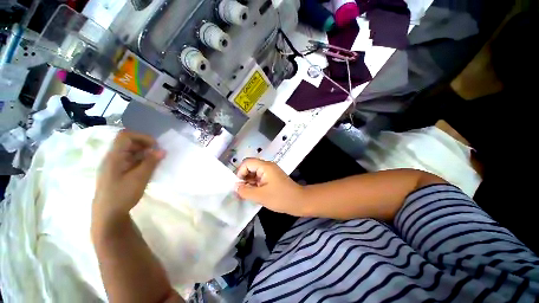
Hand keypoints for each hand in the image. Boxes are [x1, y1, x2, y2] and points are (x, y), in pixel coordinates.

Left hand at [93, 130, 164, 218]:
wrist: (108, 214)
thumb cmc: (122, 195)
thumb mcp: (140, 178)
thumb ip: (151, 162)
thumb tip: (162, 150)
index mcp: (114, 156)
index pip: (126, 136)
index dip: (142, 137)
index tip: (155, 145)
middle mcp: (113, 158)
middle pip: (128, 142)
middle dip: (145, 145)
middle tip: (157, 154)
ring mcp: (115, 165)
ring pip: (130, 152)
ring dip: (144, 154)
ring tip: (155, 162)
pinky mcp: (118, 172)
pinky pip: (130, 160)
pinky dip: (141, 161)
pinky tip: (148, 169)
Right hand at [235, 158, 304, 215]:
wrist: (299, 201)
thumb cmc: (280, 198)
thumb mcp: (260, 196)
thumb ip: (245, 191)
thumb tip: (235, 186)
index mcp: (265, 166)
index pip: (247, 162)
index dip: (240, 172)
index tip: (239, 185)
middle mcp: (267, 166)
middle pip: (250, 167)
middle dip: (244, 178)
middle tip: (242, 191)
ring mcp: (270, 172)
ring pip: (254, 173)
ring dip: (249, 182)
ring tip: (247, 194)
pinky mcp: (272, 178)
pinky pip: (260, 178)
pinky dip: (255, 184)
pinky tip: (254, 193)